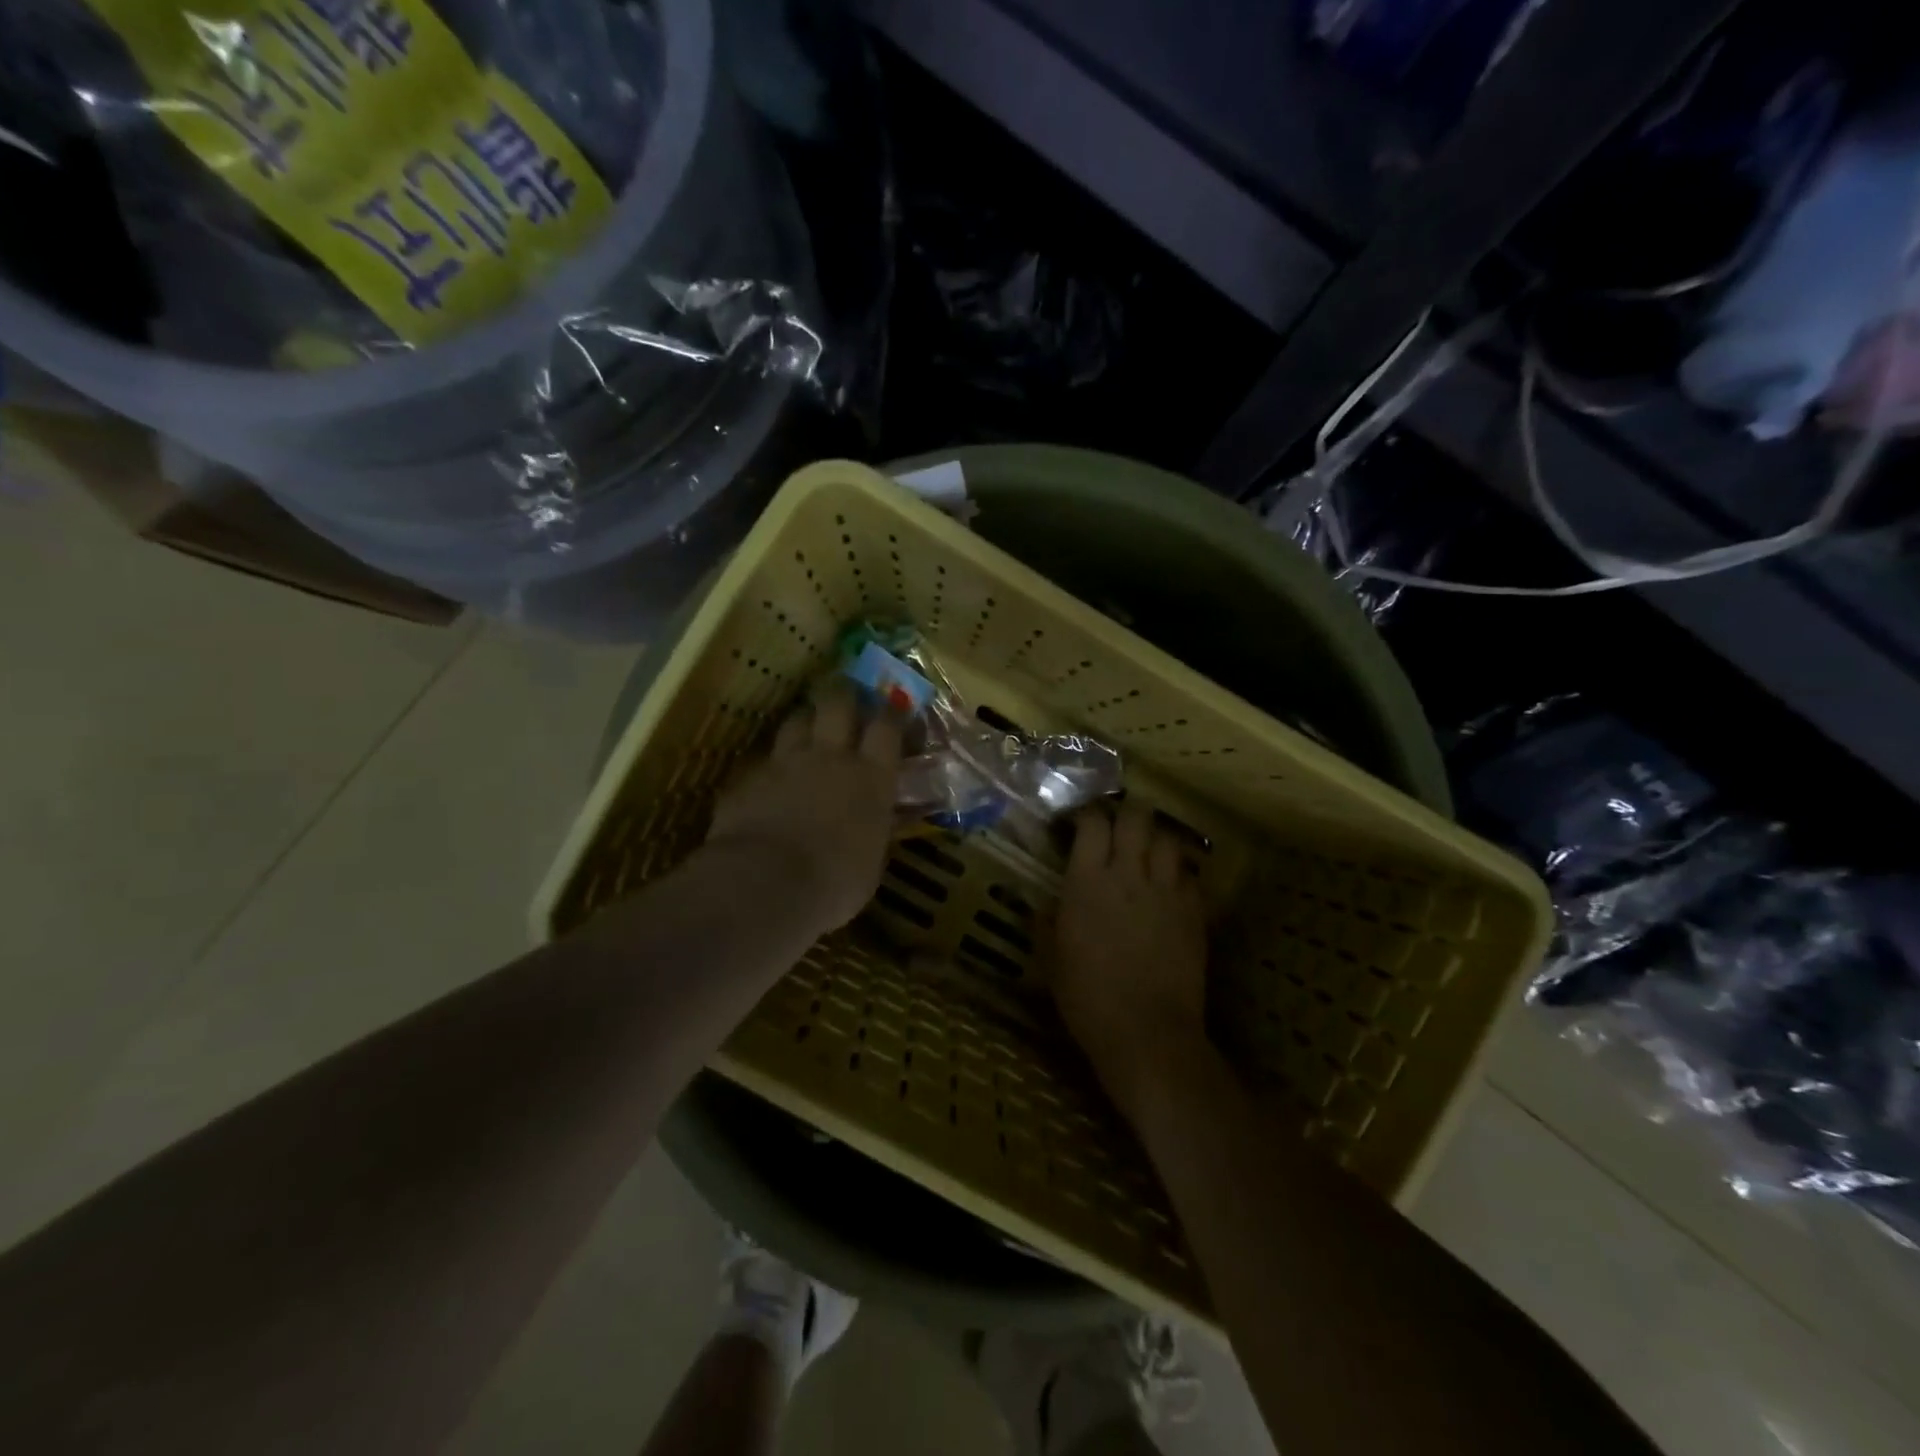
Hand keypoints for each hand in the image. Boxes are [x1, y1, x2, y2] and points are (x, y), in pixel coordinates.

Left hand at [706, 685, 903, 936]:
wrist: (765, 886)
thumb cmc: (835, 884)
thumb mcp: (872, 863)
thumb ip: (876, 832)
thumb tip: (884, 822)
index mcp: (871, 777)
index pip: (887, 726)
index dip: (893, 711)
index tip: (895, 705)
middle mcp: (830, 757)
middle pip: (838, 703)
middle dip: (844, 693)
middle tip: (846, 695)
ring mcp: (785, 763)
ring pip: (796, 721)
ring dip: (804, 720)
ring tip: (807, 727)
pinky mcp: (747, 778)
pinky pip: (762, 760)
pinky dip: (770, 765)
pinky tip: (768, 779)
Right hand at [1049, 802, 1213, 1126]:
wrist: (1147, 1032)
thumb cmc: (1087, 997)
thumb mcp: (1051, 959)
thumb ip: (1045, 923)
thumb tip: (1043, 906)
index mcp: (1087, 880)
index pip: (1092, 822)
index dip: (1087, 814)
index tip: (1081, 821)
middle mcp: (1129, 874)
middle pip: (1135, 818)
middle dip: (1128, 814)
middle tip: (1120, 826)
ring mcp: (1167, 891)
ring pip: (1168, 839)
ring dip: (1156, 840)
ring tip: (1148, 852)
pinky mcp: (1195, 912)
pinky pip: (1190, 876)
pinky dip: (1180, 874)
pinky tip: (1171, 889)